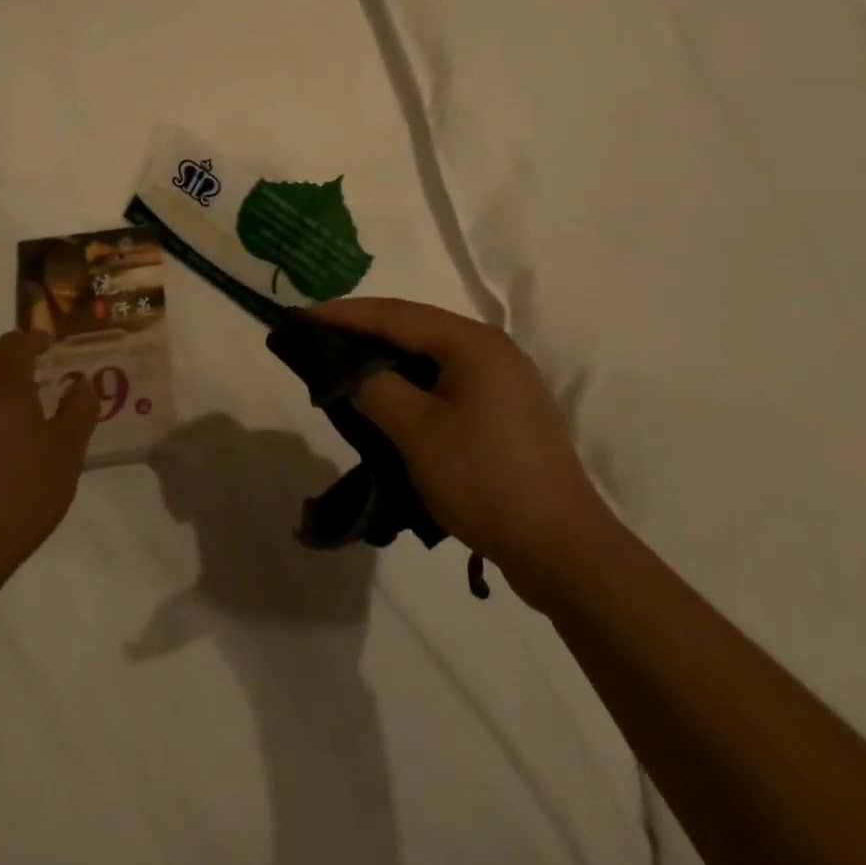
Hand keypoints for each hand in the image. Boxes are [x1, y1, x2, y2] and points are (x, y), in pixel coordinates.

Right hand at [309, 299, 602, 583]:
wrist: (563, 550)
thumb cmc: (485, 480)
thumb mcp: (417, 432)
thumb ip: (374, 388)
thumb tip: (348, 370)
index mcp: (472, 343)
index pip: (395, 314)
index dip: (344, 314)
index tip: (302, 317)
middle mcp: (491, 350)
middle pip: (414, 329)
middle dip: (364, 334)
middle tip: (318, 342)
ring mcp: (503, 381)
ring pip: (431, 357)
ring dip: (387, 361)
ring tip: (344, 370)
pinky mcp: (505, 412)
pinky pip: (447, 383)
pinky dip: (412, 386)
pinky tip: (389, 402)